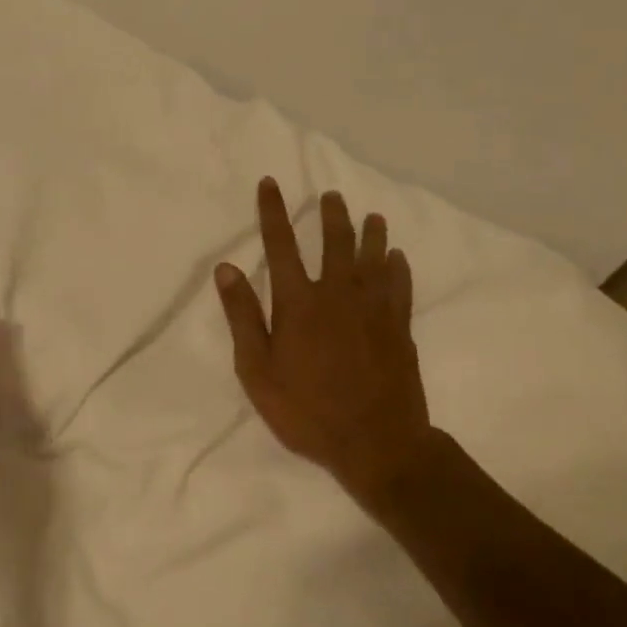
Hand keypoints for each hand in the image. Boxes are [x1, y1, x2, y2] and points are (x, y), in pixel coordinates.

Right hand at [215, 178, 447, 505]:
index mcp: (299, 302)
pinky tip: (398, 258)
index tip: (270, 183)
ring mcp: (373, 310)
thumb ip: (243, 316)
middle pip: (335, 243)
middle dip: (331, 215)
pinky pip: (400, 287)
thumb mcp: (258, 370)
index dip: (273, 212)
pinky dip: (398, 268)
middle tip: (332, 195)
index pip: (281, 245)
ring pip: (373, 259)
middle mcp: (337, 294)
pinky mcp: (399, 328)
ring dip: (371, 234)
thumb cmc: (306, 410)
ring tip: (373, 216)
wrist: (376, 443)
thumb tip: (226, 268)